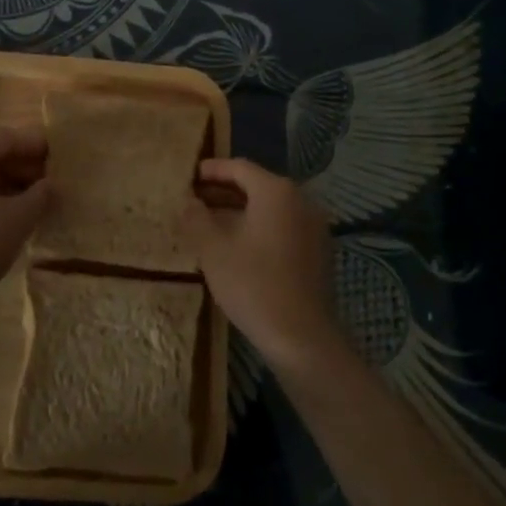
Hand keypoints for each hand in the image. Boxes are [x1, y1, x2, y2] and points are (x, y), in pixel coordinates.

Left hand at [0, 128, 51, 305]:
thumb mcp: (18, 219)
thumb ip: (40, 196)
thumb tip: (52, 185)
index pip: (6, 138)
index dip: (34, 145)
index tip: (56, 154)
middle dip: (19, 166)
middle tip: (45, 181)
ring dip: (2, 183)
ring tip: (27, 201)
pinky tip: (1, 217)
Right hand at [184, 157, 343, 371]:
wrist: (303, 338)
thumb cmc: (254, 285)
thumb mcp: (213, 249)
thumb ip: (196, 217)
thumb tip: (188, 200)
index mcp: (276, 192)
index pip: (239, 167)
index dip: (212, 170)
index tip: (189, 176)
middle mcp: (300, 200)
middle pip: (257, 185)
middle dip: (223, 191)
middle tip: (194, 200)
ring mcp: (313, 227)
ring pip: (270, 208)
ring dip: (240, 211)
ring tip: (209, 223)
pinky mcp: (318, 252)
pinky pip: (282, 226)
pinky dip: (258, 227)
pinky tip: (237, 246)